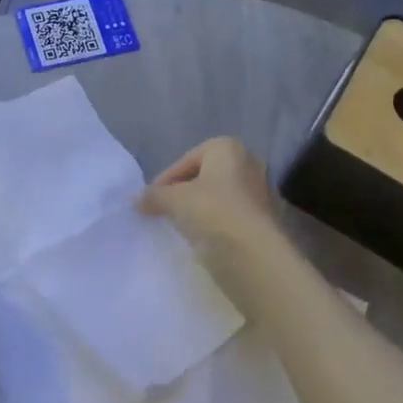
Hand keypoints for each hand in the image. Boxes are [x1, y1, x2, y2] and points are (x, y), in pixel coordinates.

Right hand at [137, 137, 280, 263]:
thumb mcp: (173, 200)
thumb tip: (137, 200)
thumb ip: (153, 196)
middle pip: (204, 176)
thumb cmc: (212, 212)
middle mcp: (248, 163)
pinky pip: (230, 217)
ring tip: (179, 227)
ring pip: (218, 197)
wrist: (252, 254)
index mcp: (228, 148)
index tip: (150, 199)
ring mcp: (260, 192)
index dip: (165, 180)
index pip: (186, 160)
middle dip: (183, 192)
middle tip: (164, 210)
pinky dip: (215, 224)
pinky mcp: (264, 219)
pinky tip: (201, 239)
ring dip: (199, 209)